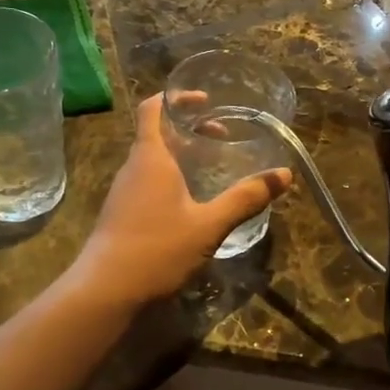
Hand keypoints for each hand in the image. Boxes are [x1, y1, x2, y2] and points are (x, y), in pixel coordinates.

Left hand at [69, 94, 292, 305]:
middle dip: (189, 128)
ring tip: (211, 165)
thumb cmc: (157, 249)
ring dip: (180, 155)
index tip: (205, 101)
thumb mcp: (209, 225)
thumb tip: (284, 175)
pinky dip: (171, 178)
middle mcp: (134, 168)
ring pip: (153, 160)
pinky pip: (148, 182)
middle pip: (157, 133)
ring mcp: (124, 192)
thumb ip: (245, 198)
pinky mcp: (122, 214)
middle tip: (222, 136)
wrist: (105, 291)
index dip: (177, 98)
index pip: (154, 109)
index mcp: (152, 158)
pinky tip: (191, 201)